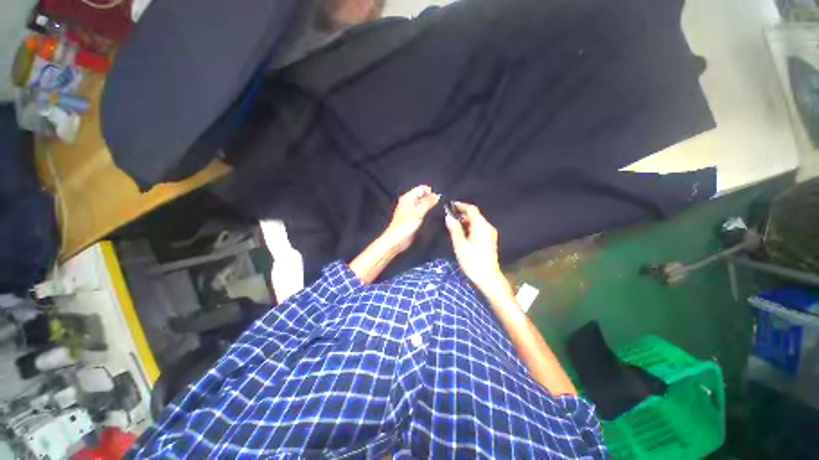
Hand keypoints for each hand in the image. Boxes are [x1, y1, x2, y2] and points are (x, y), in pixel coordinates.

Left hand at [381, 185, 439, 252]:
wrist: (396, 240)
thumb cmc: (405, 225)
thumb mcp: (418, 212)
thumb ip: (428, 202)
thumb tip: (437, 195)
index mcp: (407, 197)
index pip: (421, 188)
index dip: (430, 192)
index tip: (438, 199)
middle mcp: (408, 202)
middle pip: (422, 196)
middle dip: (430, 199)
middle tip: (438, 206)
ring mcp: (410, 211)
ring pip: (422, 204)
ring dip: (429, 207)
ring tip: (436, 212)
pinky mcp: (412, 219)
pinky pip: (421, 212)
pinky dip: (426, 213)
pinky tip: (431, 217)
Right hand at [445, 202, 512, 298]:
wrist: (488, 277)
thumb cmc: (472, 261)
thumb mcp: (460, 245)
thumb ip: (454, 229)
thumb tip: (448, 216)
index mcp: (481, 226)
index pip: (471, 209)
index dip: (461, 205)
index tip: (450, 205)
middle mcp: (488, 226)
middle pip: (475, 215)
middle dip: (462, 213)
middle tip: (449, 216)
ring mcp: (490, 233)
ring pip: (477, 221)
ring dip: (466, 220)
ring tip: (454, 224)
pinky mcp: (490, 239)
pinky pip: (479, 228)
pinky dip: (470, 227)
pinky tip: (462, 233)